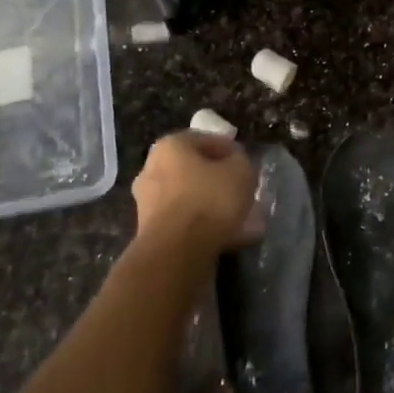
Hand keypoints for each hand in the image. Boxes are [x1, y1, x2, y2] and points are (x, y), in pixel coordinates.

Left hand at [131, 131, 259, 258]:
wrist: (176, 252)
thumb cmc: (209, 200)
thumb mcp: (240, 171)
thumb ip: (240, 160)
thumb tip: (235, 163)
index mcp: (170, 146)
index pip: (206, 140)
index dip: (230, 150)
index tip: (246, 164)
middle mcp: (152, 169)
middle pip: (194, 169)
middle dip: (218, 180)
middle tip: (242, 190)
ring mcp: (147, 201)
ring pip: (189, 197)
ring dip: (212, 205)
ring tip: (239, 218)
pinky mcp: (150, 230)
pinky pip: (184, 221)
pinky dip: (203, 225)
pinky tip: (227, 236)